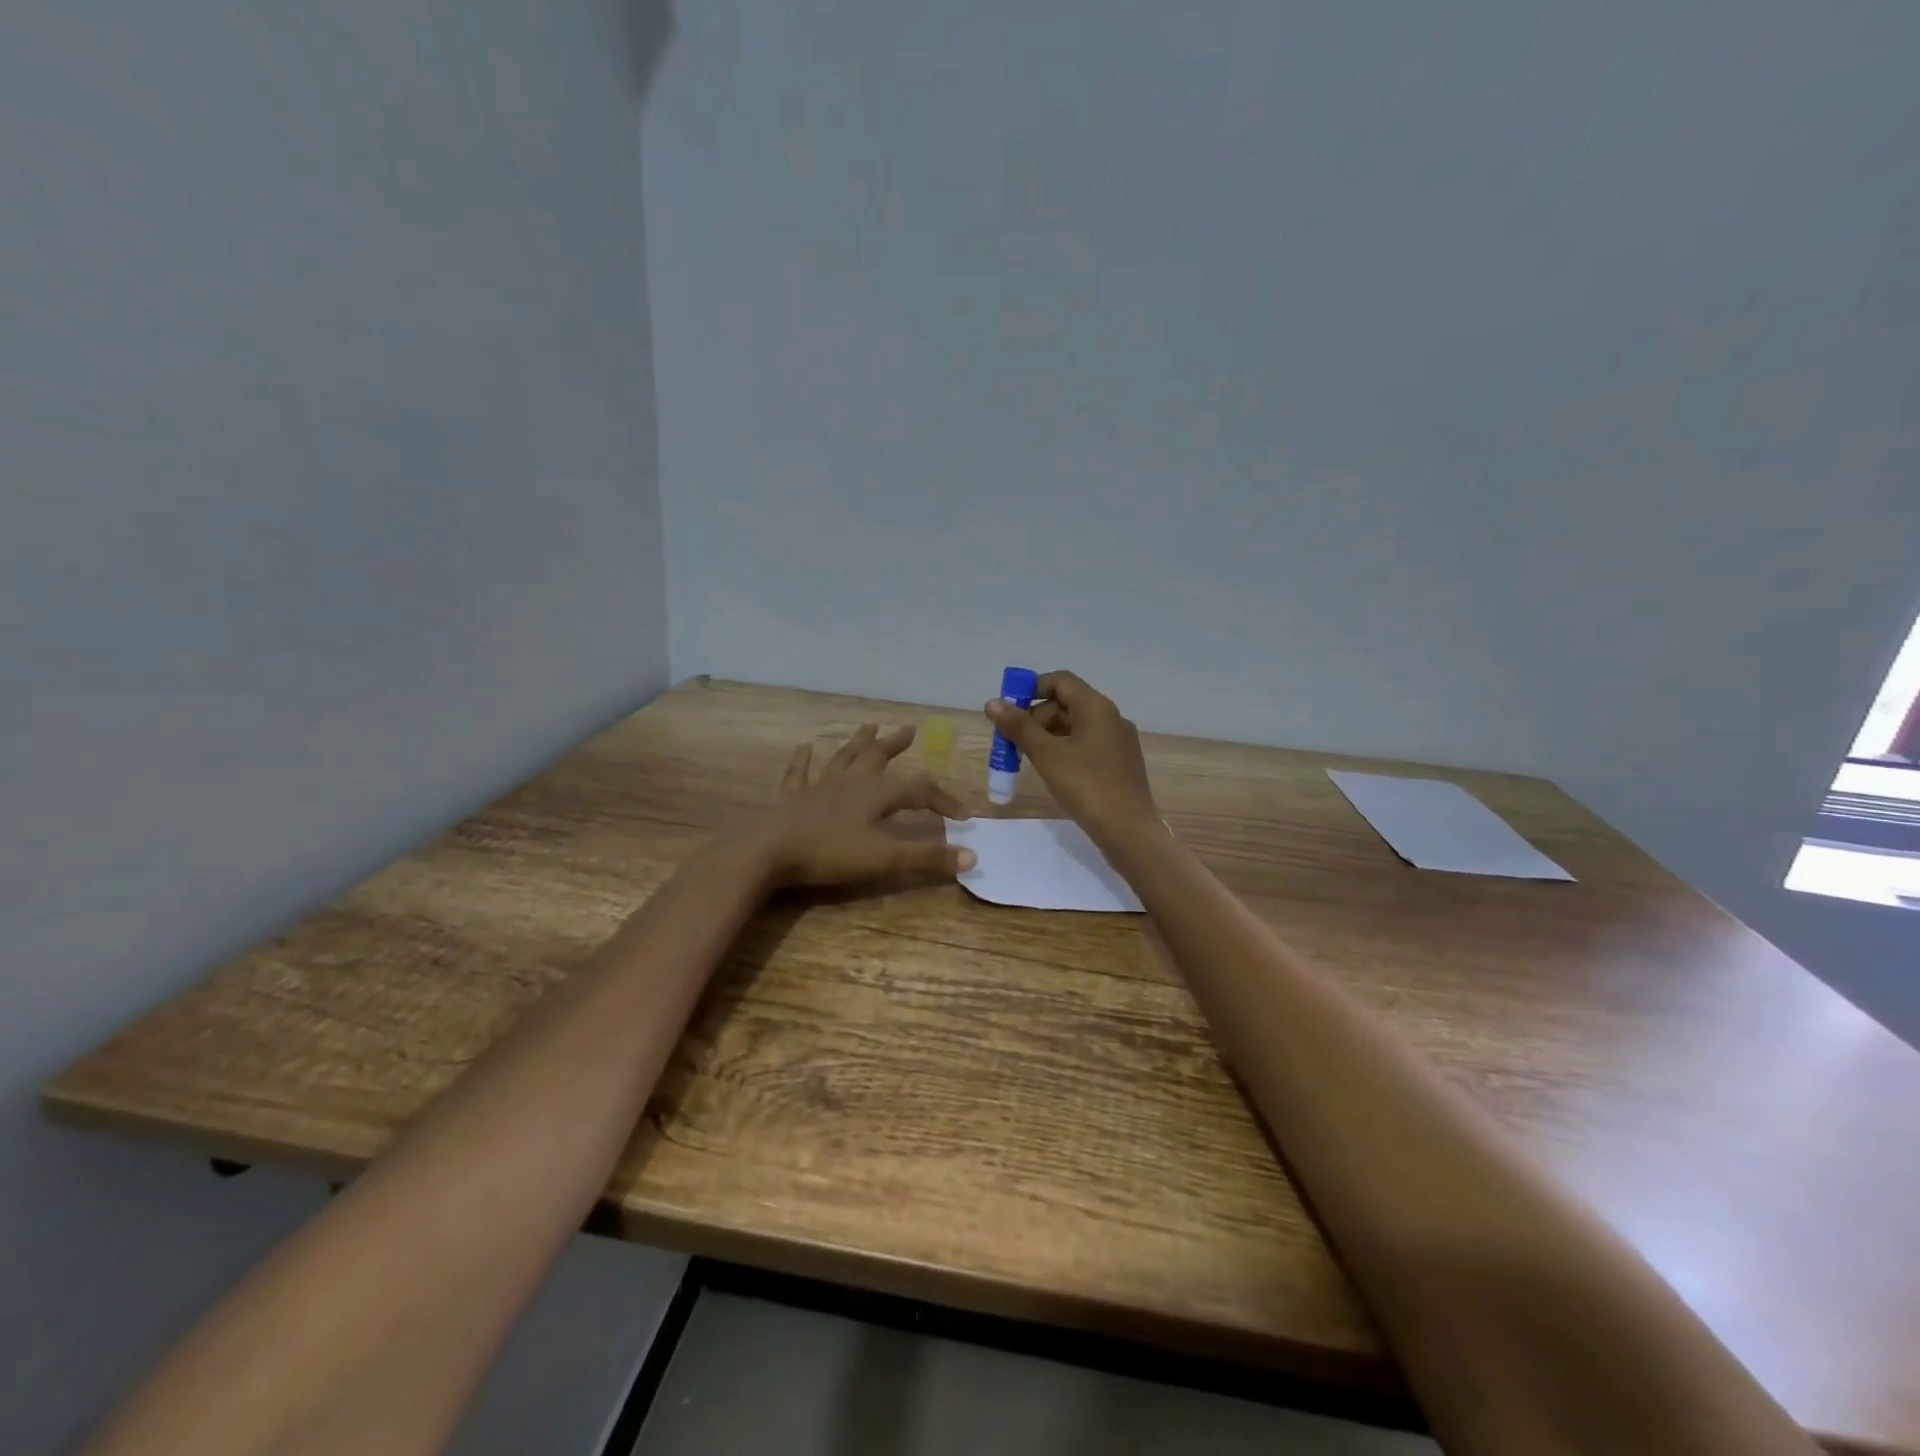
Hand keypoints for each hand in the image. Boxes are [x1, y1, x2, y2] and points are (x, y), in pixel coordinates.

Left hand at [752, 723, 973, 888]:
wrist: (769, 853)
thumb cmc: (829, 854)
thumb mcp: (884, 859)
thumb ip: (926, 857)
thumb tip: (971, 857)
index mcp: (875, 794)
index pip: (919, 791)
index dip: (944, 801)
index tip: (963, 816)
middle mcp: (850, 782)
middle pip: (878, 757)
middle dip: (896, 745)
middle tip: (910, 730)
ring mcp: (819, 787)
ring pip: (844, 758)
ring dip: (858, 742)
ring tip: (869, 725)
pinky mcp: (792, 798)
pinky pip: (800, 773)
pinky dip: (803, 760)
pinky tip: (804, 747)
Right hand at [984, 671, 1158, 843]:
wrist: (1128, 830)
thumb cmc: (1086, 786)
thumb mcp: (1047, 755)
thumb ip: (1019, 727)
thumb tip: (992, 702)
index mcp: (1096, 707)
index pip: (1060, 681)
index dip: (1031, 688)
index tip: (1008, 709)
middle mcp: (1111, 717)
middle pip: (1066, 703)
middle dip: (1035, 717)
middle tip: (1012, 741)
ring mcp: (1118, 741)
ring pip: (1076, 726)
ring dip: (1048, 735)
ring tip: (1027, 757)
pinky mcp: (1120, 762)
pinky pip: (1087, 744)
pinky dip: (1064, 749)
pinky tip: (1052, 770)